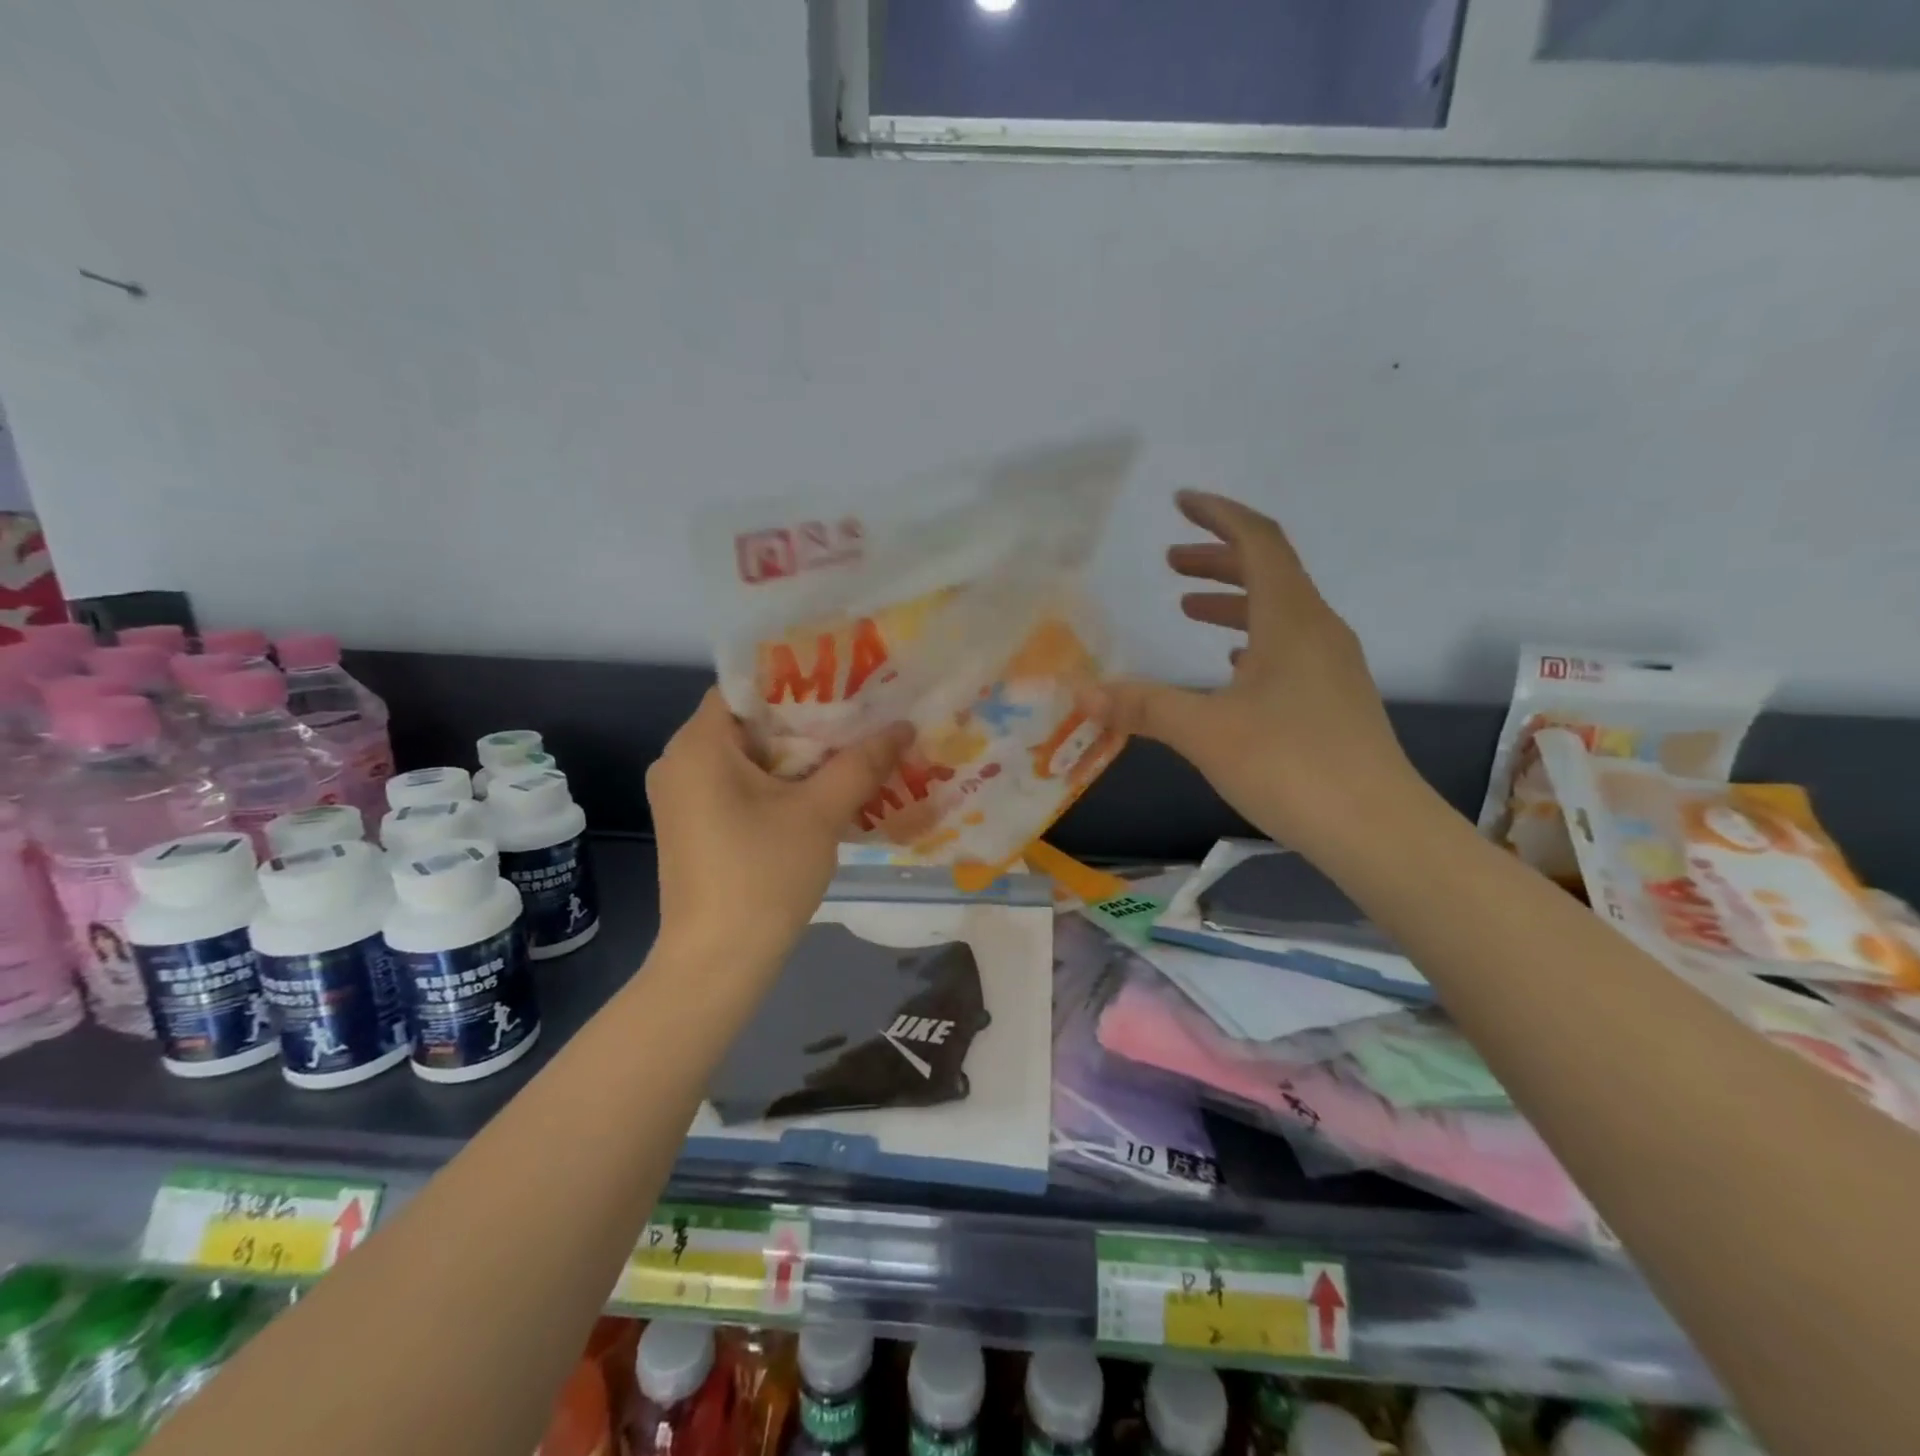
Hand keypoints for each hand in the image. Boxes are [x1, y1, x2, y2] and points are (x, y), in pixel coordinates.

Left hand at [646, 688, 910, 975]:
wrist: (717, 962)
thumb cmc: (764, 875)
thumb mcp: (820, 813)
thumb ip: (861, 763)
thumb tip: (903, 726)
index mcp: (698, 745)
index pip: (748, 686)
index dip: (798, 681)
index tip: (845, 685)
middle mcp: (678, 761)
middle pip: (748, 721)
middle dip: (805, 721)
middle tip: (860, 718)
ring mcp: (680, 796)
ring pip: (745, 756)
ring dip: (794, 755)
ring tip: (849, 751)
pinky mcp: (690, 825)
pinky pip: (736, 785)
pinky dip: (775, 783)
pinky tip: (818, 792)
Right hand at [1086, 491, 1423, 856]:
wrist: (1377, 829)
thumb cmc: (1291, 766)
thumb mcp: (1206, 732)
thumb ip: (1144, 707)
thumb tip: (1083, 693)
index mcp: (1291, 619)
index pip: (1259, 541)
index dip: (1219, 515)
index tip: (1181, 502)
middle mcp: (1318, 630)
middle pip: (1270, 571)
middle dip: (1218, 558)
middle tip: (1170, 561)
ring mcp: (1332, 666)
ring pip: (1279, 611)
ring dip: (1233, 600)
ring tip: (1189, 608)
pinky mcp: (1333, 699)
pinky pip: (1289, 647)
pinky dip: (1253, 639)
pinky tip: (1231, 665)